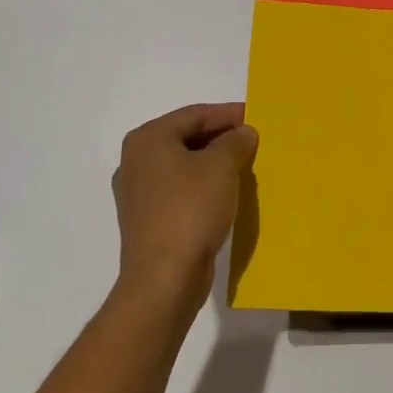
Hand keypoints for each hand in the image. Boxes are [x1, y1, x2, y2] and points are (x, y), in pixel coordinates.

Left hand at [112, 103, 257, 310]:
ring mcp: (139, 193)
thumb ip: (235, 141)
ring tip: (244, 165)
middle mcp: (136, 161)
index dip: (228, 114)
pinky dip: (203, 186)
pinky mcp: (147, 220)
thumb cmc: (191, 210)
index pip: (195, 115)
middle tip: (253, 141)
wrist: (164, 278)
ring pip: (184, 165)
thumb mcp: (222, 166)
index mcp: (148, 139)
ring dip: (214, 163)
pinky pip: (180, 190)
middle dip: (221, 138)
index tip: (256, 116)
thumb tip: (243, 133)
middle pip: (187, 138)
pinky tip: (226, 193)